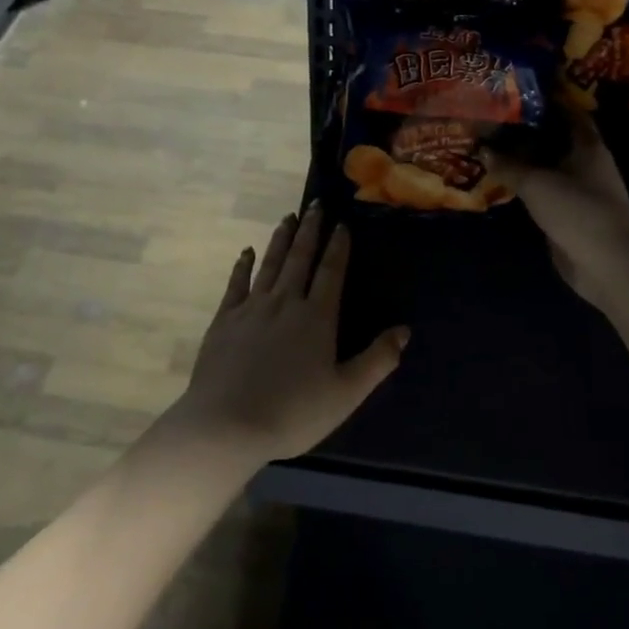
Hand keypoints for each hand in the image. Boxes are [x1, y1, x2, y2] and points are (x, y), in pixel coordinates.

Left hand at [168, 204, 406, 466]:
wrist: (227, 425)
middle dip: (310, 230)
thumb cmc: (293, 413)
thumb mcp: (346, 393)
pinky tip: (247, 252)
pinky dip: (243, 265)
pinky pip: (237, 283)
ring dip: (281, 239)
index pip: (331, 272)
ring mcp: (251, 308)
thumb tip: (404, 330)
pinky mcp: (224, 320)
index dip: (338, 247)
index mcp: (316, 318)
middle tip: (315, 204)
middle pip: (300, 258)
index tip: (341, 223)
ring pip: (270, 264)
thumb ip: (377, 360)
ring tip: (289, 217)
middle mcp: (285, 302)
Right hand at [486, 115, 628, 309]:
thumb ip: (508, 165)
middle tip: (492, 117)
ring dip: (521, 159)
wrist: (606, 264)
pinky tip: (497, 178)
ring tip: (487, 144)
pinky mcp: (566, 214)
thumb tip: (483, 149)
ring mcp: (576, 190)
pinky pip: (540, 191)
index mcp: (588, 146)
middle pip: (553, 139)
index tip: (517, 89)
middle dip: (525, 130)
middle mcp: (585, 163)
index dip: (546, 99)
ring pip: (545, 166)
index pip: (568, 111)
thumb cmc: (578, 210)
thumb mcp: (537, 183)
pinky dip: (522, 185)